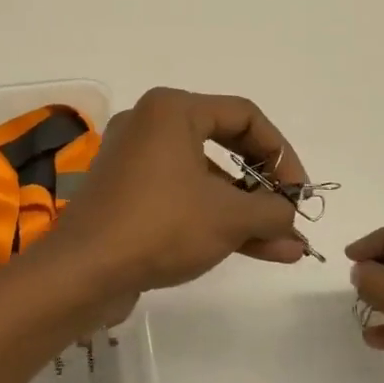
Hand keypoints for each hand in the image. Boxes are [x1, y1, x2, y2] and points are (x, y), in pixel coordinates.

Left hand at [41, 87, 309, 296]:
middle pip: (225, 145)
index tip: (300, 193)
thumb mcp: (229, 217)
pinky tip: (256, 250)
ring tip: (285, 246)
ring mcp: (135, 162)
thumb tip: (289, 216)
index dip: (282, 154)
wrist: (83, 271)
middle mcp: (150, 125)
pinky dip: (215, 218)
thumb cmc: (160, 225)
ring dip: (245, 211)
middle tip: (291, 214)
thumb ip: (272, 210)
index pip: (245, 116)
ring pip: (205, 179)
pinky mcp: (126, 195)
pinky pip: (181, 197)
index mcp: (172, 110)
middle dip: (265, 186)